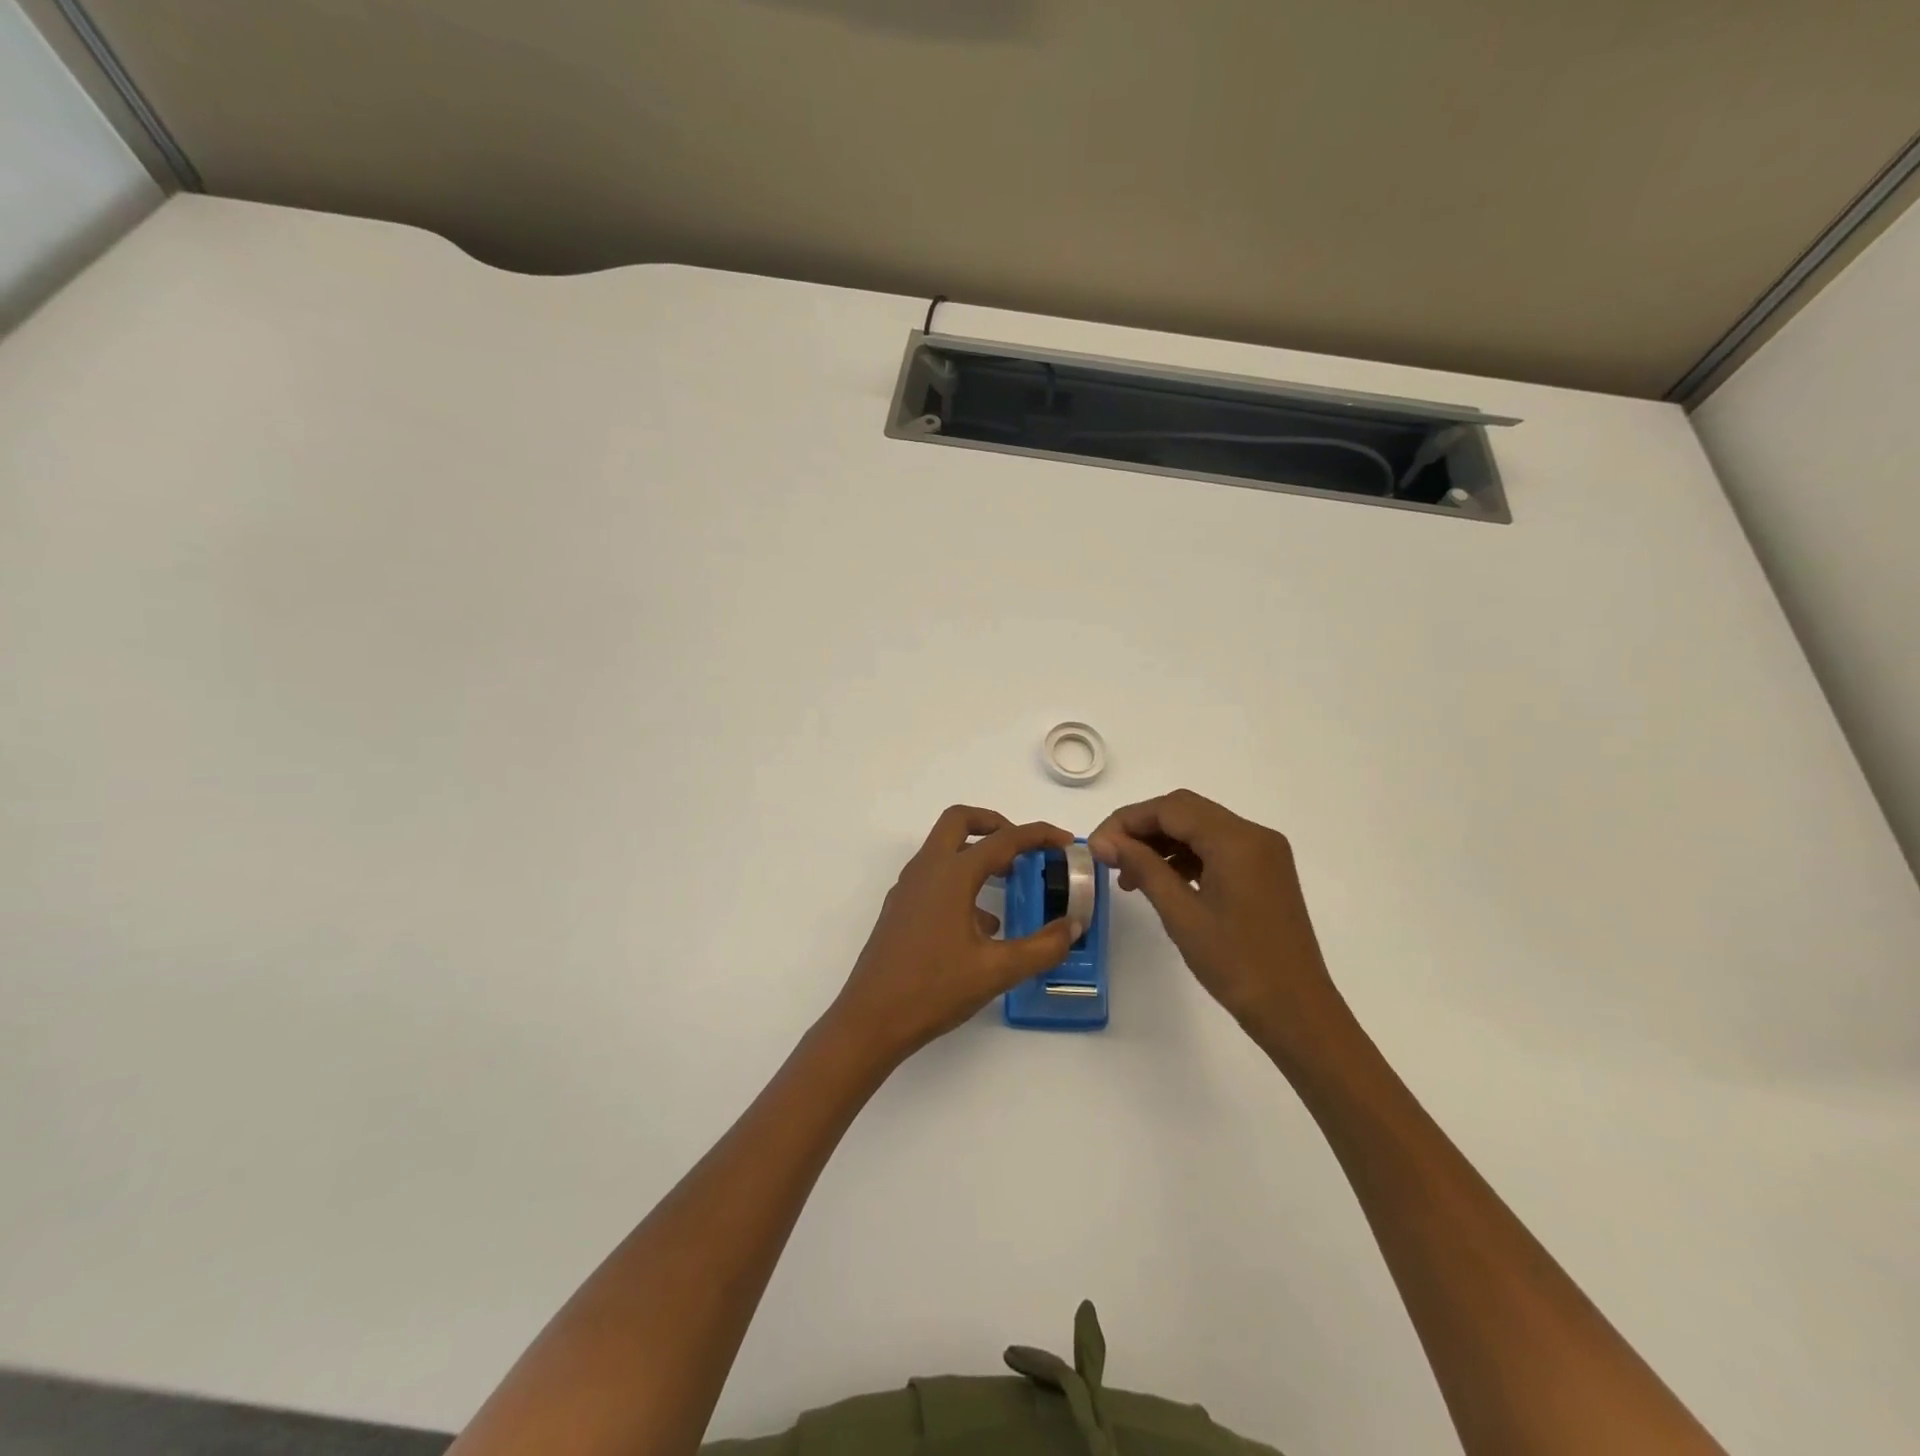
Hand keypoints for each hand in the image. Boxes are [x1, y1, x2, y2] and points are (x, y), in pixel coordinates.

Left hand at [830, 807, 1078, 1065]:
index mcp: (951, 875)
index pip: (1002, 840)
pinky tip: (983, 924)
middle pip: (959, 821)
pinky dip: (961, 881)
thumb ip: (1041, 947)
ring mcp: (908, 889)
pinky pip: (935, 877)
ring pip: (944, 849)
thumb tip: (1073, 926)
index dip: (1038, 835)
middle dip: (995, 824)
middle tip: (1023, 847)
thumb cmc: (933, 989)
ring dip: (977, 853)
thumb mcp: (996, 971)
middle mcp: (926, 870)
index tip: (1064, 841)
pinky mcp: (900, 909)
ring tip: (1010, 883)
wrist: (870, 1020)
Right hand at [1088, 790, 1340, 1052]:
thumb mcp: (1181, 914)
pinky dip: (1186, 856)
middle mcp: (1254, 835)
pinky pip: (1217, 848)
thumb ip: (1143, 867)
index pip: (1170, 808)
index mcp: (1237, 840)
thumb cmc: (1236, 964)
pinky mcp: (1265, 872)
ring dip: (1162, 842)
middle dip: (1142, 828)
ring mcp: (1264, 853)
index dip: (1127, 820)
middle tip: (1109, 857)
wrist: (1296, 1012)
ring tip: (1130, 876)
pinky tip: (1162, 881)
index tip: (1097, 846)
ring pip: (1200, 828)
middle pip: (1185, 811)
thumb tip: (1104, 841)